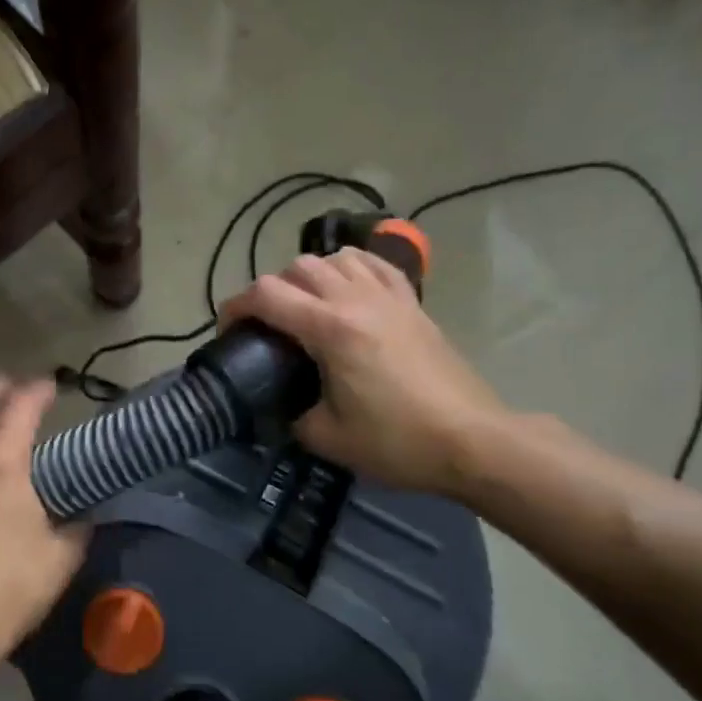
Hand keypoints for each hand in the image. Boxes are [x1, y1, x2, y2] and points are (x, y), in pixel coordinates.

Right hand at [220, 249, 507, 495]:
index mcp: (330, 329)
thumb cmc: (397, 442)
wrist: (472, 441)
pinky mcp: (412, 303)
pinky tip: (348, 290)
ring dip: (310, 276)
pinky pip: (374, 264)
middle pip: (297, 267)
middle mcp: (356, 299)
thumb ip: (291, 414)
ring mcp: (388, 296)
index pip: (266, 294)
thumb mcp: (326, 438)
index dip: (236, 306)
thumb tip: (281, 404)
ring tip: (306, 307)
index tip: (229, 330)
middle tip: (268, 326)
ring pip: (335, 258)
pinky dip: (351, 268)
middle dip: (271, 291)